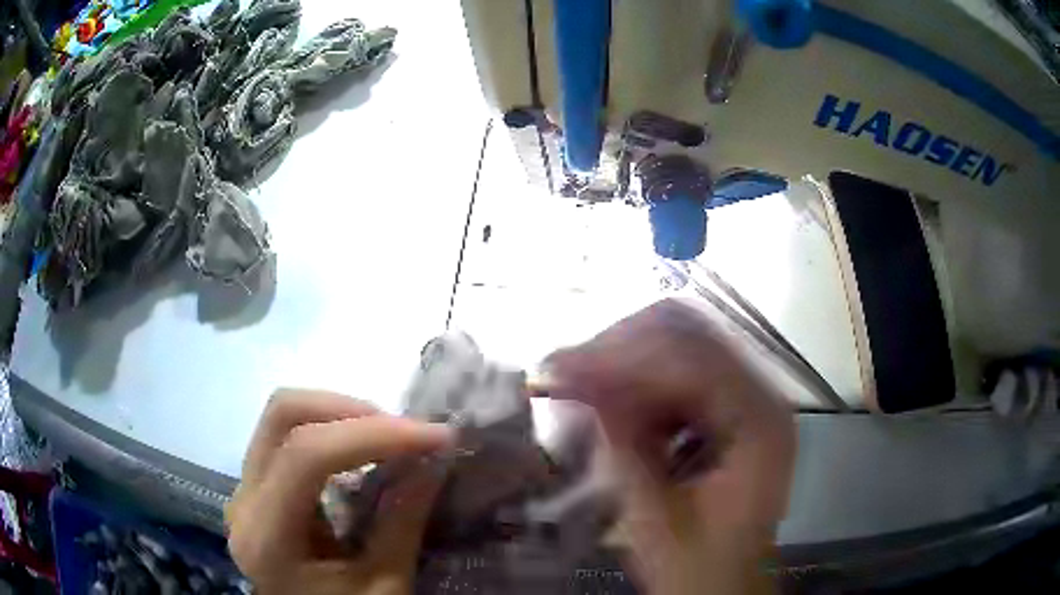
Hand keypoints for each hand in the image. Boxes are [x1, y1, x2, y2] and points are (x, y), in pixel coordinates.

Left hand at [226, 389, 453, 594]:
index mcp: (267, 537)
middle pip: (281, 416)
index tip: (434, 437)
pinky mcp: (257, 489)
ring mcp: (244, 491)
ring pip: (281, 418)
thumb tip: (434, 460)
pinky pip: (285, 437)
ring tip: (389, 438)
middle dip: (350, 410)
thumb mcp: (384, 586)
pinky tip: (361, 451)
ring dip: (340, 415)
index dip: (372, 435)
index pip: (305, 456)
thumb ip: (403, 523)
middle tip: (405, 433)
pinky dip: (329, 431)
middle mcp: (244, 502)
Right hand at [544, 299, 795, 594]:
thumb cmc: (698, 569)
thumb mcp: (655, 521)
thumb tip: (578, 380)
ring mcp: (744, 397)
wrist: (724, 588)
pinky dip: (633, 382)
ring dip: (622, 361)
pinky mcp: (723, 409)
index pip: (692, 360)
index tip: (558, 367)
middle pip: (688, 334)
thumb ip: (622, 449)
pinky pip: (674, 371)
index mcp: (759, 424)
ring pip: (678, 344)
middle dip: (619, 349)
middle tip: (562, 373)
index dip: (622, 359)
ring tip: (574, 386)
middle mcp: (760, 395)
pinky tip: (603, 403)